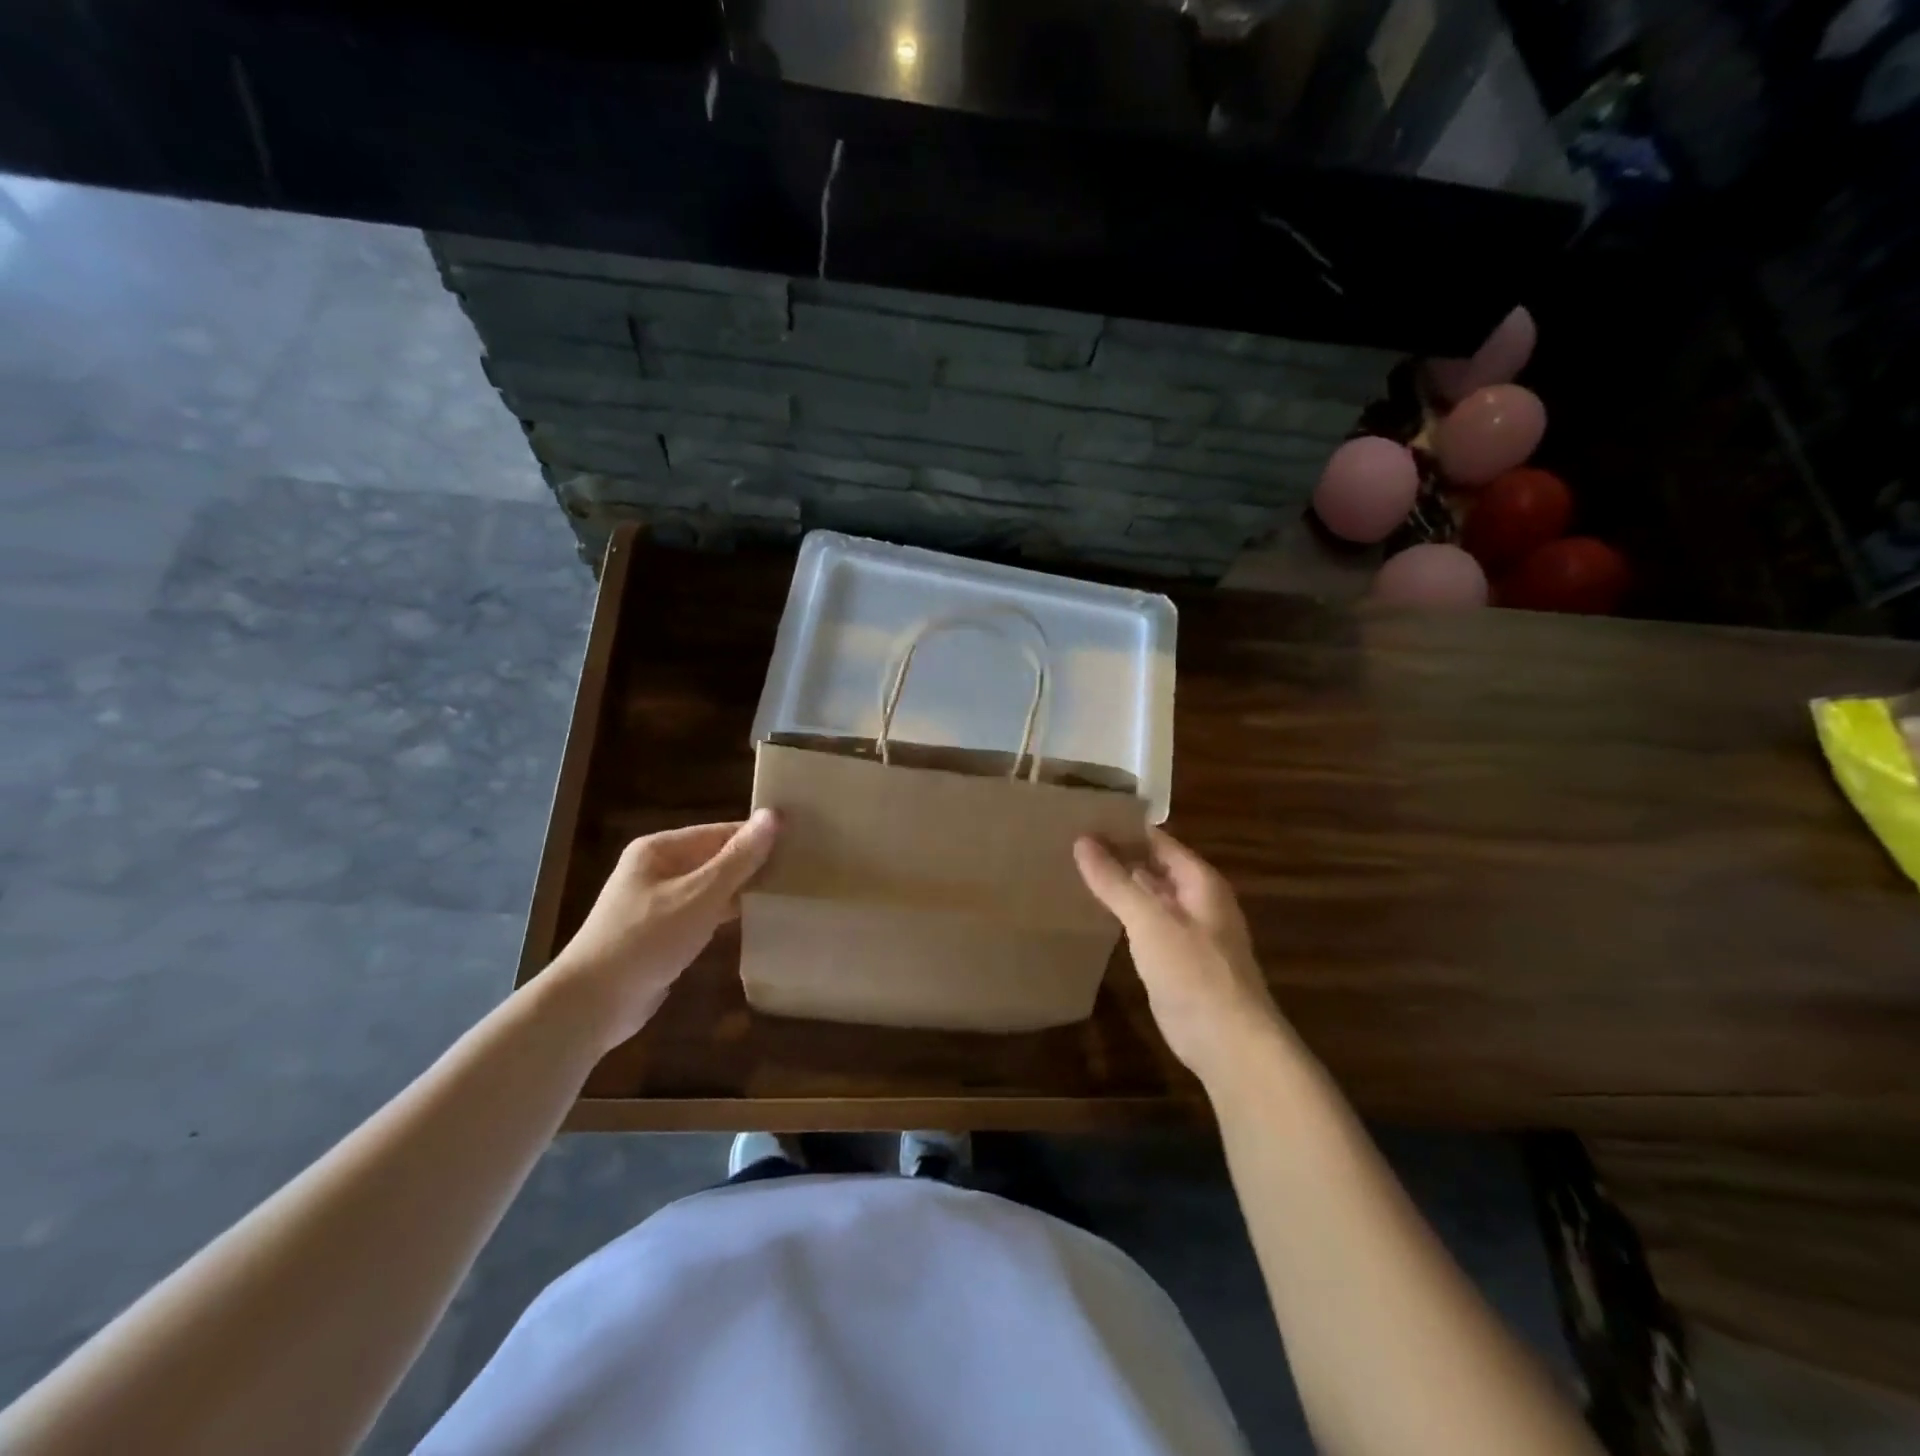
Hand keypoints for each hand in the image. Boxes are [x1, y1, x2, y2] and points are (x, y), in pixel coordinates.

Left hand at [547, 811, 779, 1050]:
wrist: (592, 1004)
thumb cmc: (646, 939)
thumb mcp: (699, 895)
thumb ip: (739, 858)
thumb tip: (774, 815)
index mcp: (660, 849)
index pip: (720, 832)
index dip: (758, 836)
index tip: (801, 841)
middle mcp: (657, 869)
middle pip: (716, 858)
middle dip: (754, 863)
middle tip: (802, 868)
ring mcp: (658, 903)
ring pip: (712, 887)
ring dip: (743, 889)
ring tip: (788, 890)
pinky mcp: (663, 934)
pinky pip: (704, 913)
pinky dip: (728, 913)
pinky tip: (758, 919)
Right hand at [1074, 828, 1289, 1085]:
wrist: (1229, 1043)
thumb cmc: (1194, 972)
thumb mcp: (1150, 921)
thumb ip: (1115, 881)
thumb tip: (1082, 840)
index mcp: (1199, 882)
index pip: (1157, 840)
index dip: (1123, 828)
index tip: (1082, 817)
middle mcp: (1196, 900)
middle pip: (1153, 867)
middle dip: (1117, 855)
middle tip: (1068, 841)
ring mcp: (1187, 932)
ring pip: (1148, 896)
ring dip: (1118, 885)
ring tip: (1072, 869)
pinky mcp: (1175, 961)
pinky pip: (1145, 925)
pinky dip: (1122, 915)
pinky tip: (1094, 913)